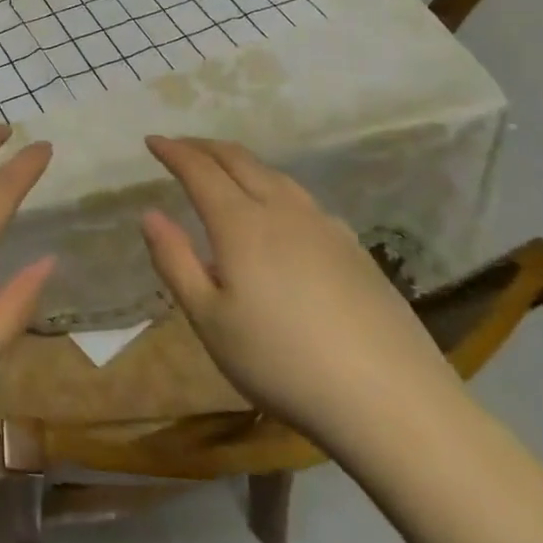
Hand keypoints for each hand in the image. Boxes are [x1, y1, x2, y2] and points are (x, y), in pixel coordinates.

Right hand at [140, 136, 459, 449]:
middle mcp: (283, 211)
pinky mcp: (355, 250)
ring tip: (224, 169)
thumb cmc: (282, 363)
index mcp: (241, 224)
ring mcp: (325, 227)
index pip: (199, 170)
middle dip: (204, 147)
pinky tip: (280, 212)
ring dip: (241, 163)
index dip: (173, 151)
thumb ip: (175, 262)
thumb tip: (149, 214)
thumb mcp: (209, 320)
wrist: (392, 401)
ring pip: (276, 176)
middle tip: (181, 146)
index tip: (152, 140)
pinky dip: (274, 187)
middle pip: (239, 161)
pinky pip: (303, 199)